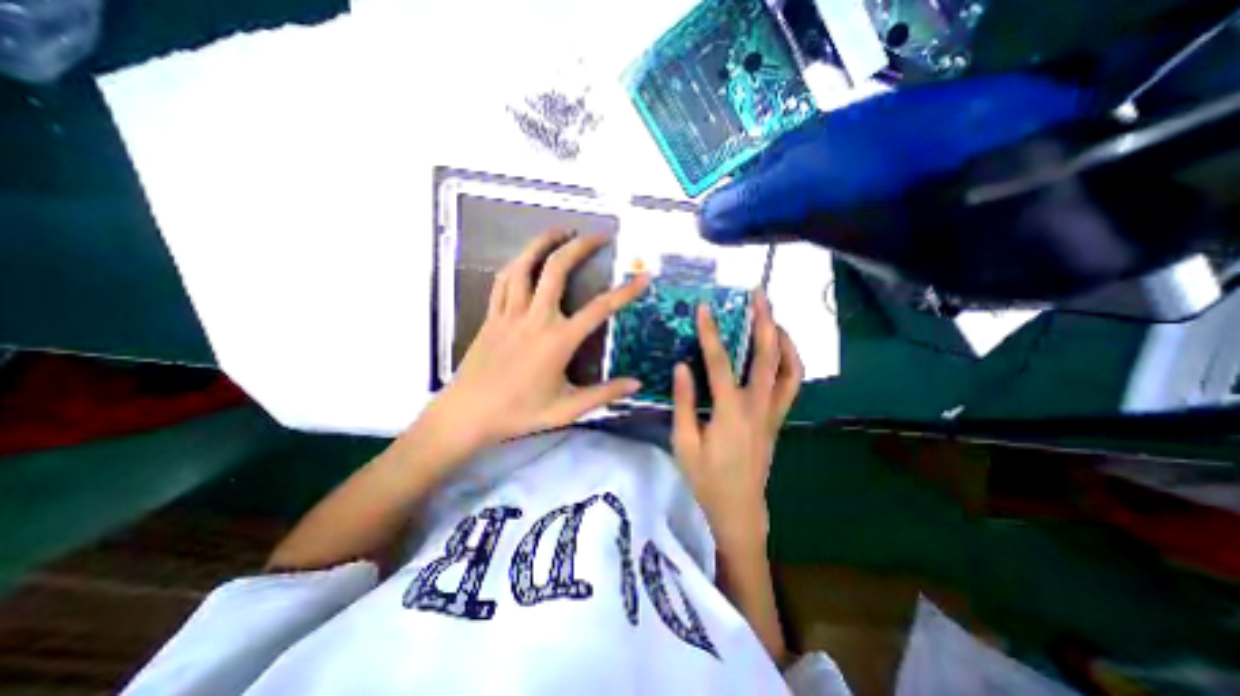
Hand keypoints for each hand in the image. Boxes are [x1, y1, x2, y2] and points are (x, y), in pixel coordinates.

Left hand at [419, 225, 648, 455]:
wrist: (467, 414)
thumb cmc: (519, 413)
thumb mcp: (566, 409)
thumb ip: (603, 394)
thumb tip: (636, 384)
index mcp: (558, 340)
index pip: (600, 308)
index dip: (625, 291)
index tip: (643, 276)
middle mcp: (536, 318)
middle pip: (558, 270)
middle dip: (580, 246)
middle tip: (599, 235)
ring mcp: (510, 313)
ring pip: (525, 266)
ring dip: (544, 243)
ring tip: (561, 230)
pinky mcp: (492, 315)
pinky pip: (503, 280)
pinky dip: (517, 263)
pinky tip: (525, 258)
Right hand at [674, 292, 800, 558]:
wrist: (740, 509)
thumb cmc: (707, 480)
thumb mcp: (684, 443)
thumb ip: (684, 403)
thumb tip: (681, 367)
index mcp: (730, 412)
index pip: (720, 362)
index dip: (711, 333)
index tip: (705, 308)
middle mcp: (758, 406)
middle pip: (766, 356)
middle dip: (764, 321)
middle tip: (759, 296)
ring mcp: (774, 412)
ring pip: (789, 368)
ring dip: (783, 339)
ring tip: (773, 317)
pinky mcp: (778, 419)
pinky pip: (792, 384)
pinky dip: (791, 362)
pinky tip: (779, 350)